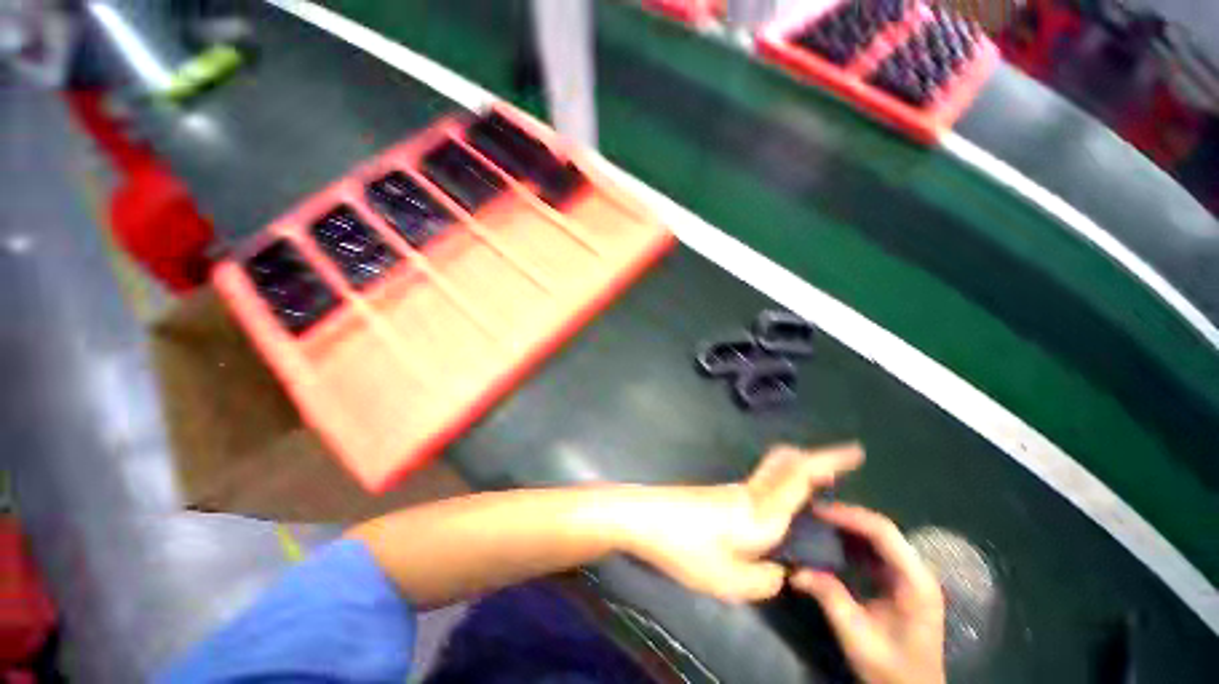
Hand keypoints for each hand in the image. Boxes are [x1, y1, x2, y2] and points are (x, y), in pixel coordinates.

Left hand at [623, 444, 862, 602]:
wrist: (644, 518)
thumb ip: (766, 580)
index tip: (855, 450)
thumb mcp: (731, 581)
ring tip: (815, 497)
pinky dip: (779, 488)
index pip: (802, 477)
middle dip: (815, 460)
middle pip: (786, 462)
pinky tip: (776, 514)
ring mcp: (732, 490)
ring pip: (773, 472)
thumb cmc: (687, 548)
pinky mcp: (719, 495)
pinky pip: (760, 485)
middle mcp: (751, 492)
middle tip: (837, 471)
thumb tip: (779, 569)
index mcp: (762, 511)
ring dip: (798, 474)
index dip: (830, 461)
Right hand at [791, 504, 945, 683]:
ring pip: (878, 536)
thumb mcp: (857, 636)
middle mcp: (917, 571)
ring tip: (815, 521)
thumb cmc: (890, 668)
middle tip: (811, 512)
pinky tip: (830, 541)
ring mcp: (910, 575)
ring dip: (847, 526)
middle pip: (881, 529)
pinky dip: (850, 540)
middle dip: (845, 516)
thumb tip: (795, 570)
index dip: (849, 516)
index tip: (816, 511)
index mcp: (915, 581)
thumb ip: (829, 598)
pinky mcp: (899, 581)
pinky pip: (874, 549)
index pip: (883, 533)